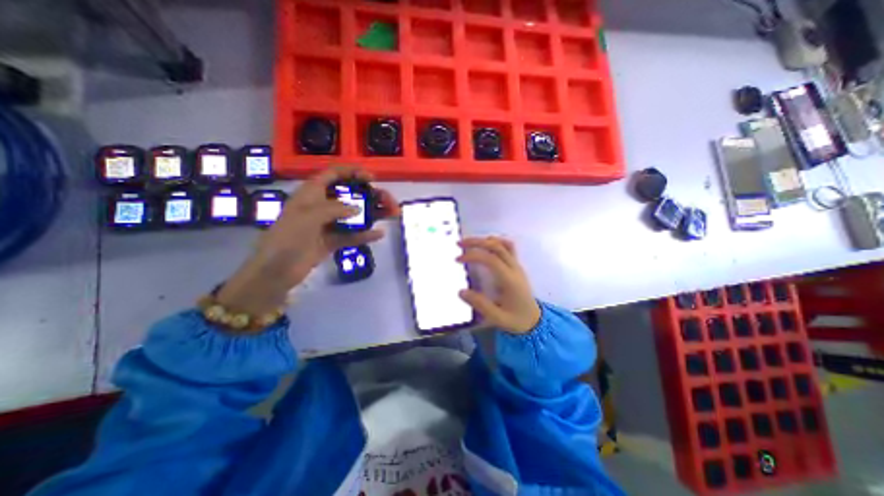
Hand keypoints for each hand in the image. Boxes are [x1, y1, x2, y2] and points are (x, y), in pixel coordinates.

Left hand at [218, 166, 401, 313]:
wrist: (276, 272)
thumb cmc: (287, 238)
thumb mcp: (308, 216)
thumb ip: (334, 209)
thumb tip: (357, 209)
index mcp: (312, 194)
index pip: (334, 175)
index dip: (353, 172)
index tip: (372, 179)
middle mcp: (322, 206)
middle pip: (351, 195)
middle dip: (371, 196)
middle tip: (390, 202)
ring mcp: (328, 224)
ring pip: (355, 215)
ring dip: (373, 214)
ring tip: (392, 215)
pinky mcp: (332, 241)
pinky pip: (352, 235)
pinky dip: (365, 234)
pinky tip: (379, 234)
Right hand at [455, 237, 538, 336]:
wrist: (535, 321)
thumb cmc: (516, 320)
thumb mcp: (498, 318)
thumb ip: (480, 305)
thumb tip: (461, 291)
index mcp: (510, 280)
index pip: (491, 259)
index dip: (473, 255)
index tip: (458, 259)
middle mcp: (515, 269)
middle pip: (496, 246)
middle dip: (476, 242)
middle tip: (459, 244)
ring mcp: (517, 265)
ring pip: (503, 244)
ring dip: (484, 240)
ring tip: (469, 243)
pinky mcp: (517, 266)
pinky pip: (509, 247)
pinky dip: (496, 242)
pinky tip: (485, 245)